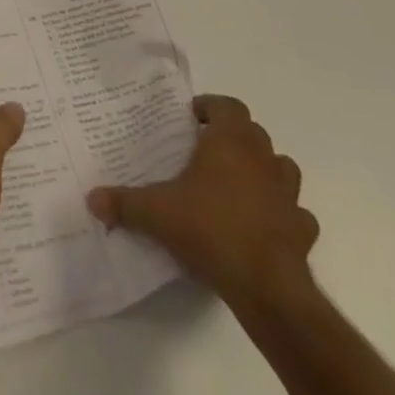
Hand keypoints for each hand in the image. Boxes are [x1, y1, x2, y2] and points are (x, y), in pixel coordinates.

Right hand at [86, 94, 317, 308]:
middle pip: (253, 133)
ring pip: (281, 168)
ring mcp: (288, 196)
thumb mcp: (156, 212)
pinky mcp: (303, 231)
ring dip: (263, 170)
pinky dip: (281, 213)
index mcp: (230, 142)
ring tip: (236, 184)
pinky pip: (295, 213)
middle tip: (205, 150)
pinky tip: (262, 225)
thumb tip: (91, 199)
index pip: (228, 106)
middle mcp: (263, 160)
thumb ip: (124, 203)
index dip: (211, 107)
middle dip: (232, 137)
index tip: (191, 118)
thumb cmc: (210, 229)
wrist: (267, 288)